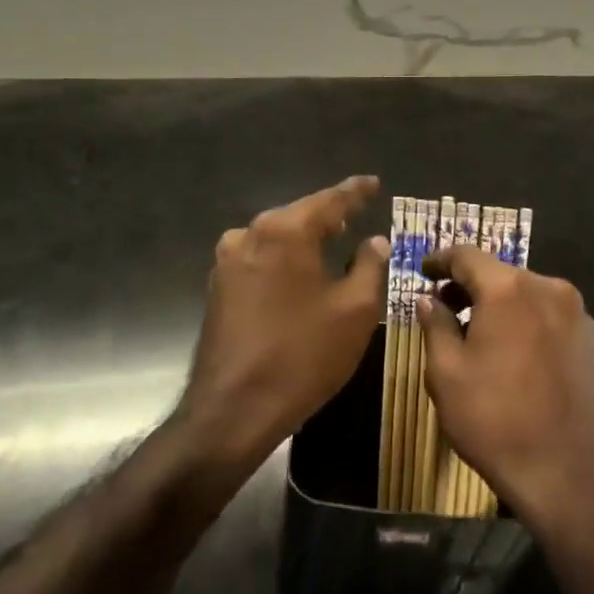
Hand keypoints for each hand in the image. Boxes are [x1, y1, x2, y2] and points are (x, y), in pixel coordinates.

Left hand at [180, 175, 388, 464]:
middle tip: (357, 215)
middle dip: (329, 216)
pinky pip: (261, 259)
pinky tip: (301, 274)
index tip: (373, 183)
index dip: (356, 192)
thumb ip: (370, 265)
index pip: (330, 200)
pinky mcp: (218, 288)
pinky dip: (285, 261)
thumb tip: (375, 240)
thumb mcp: (355, 310)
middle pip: (299, 216)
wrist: (232, 411)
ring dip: (305, 240)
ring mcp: (228, 261)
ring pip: (277, 238)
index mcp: (285, 231)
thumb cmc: (303, 355)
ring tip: (332, 242)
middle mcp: (250, 234)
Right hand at [417, 246, 593, 531]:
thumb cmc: (495, 420)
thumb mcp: (447, 373)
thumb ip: (435, 325)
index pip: (467, 255)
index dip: (440, 260)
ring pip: (524, 293)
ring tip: (473, 329)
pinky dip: (522, 319)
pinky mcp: (589, 339)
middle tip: (442, 305)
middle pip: (499, 273)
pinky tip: (508, 348)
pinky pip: (546, 313)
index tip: (423, 271)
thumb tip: (428, 299)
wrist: (567, 474)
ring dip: (497, 303)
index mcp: (509, 289)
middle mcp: (547, 288)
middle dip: (468, 284)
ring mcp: (575, 313)